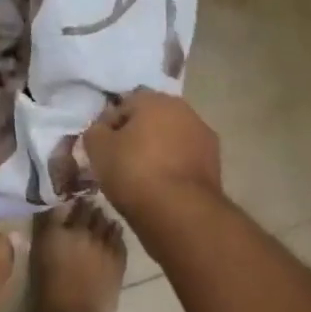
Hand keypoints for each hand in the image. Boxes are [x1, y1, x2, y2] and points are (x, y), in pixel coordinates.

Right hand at [83, 90, 224, 216]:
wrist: (179, 211)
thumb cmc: (133, 171)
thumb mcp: (97, 148)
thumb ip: (95, 131)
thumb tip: (102, 130)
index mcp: (154, 100)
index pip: (123, 105)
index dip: (109, 126)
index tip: (102, 148)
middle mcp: (183, 110)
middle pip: (150, 119)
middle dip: (136, 135)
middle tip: (120, 160)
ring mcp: (203, 136)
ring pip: (170, 139)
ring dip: (157, 150)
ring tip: (141, 177)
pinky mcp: (215, 163)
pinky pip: (184, 159)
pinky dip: (173, 167)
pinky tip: (160, 187)